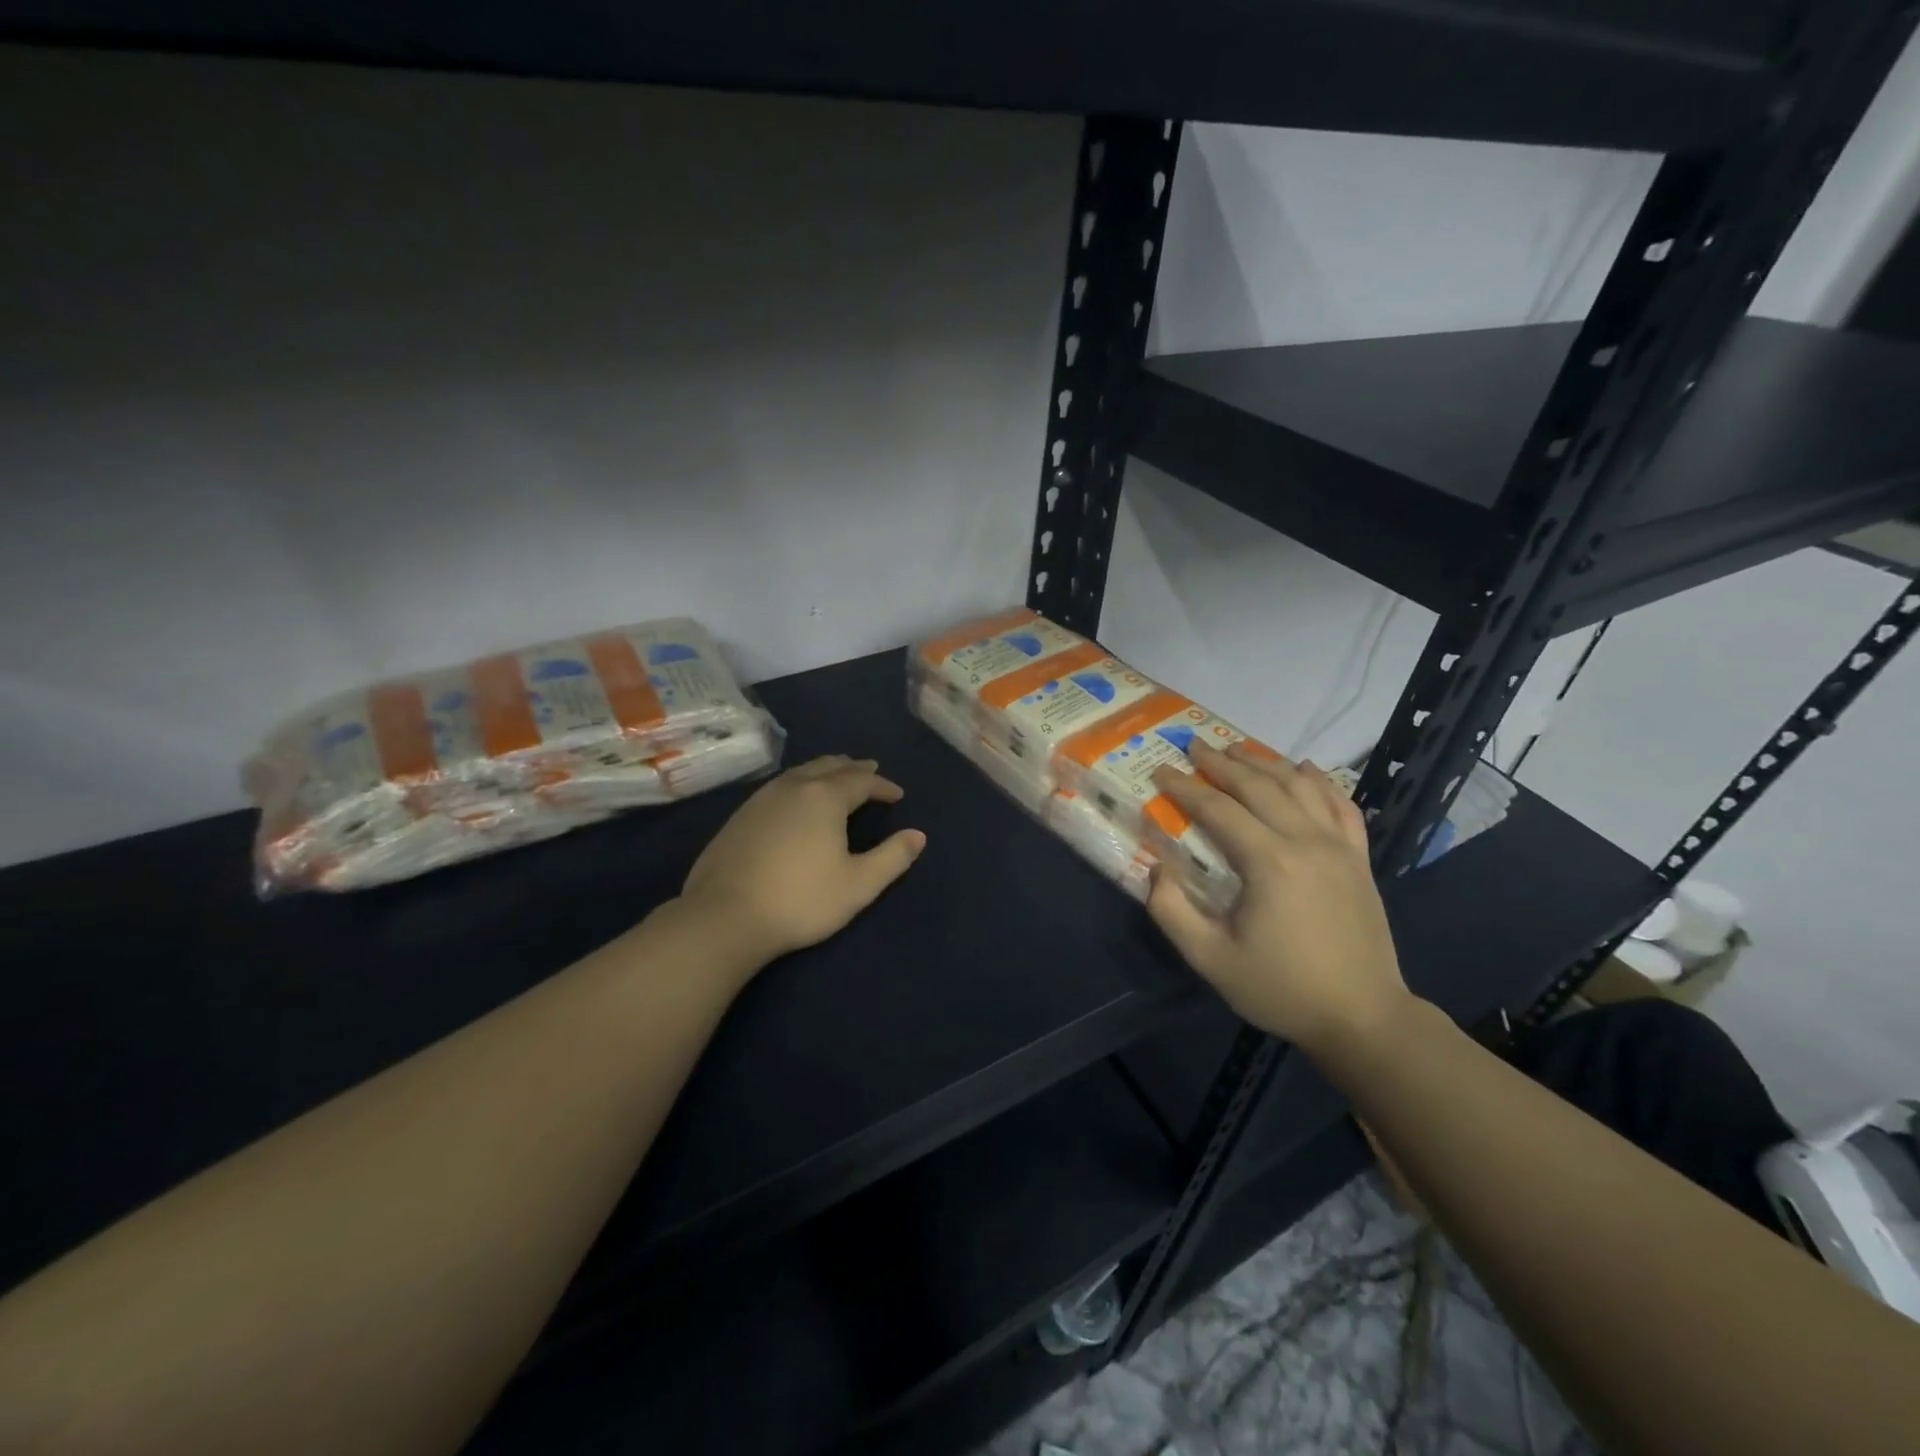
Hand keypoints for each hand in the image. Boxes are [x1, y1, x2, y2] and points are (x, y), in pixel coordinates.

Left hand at [678, 755, 925, 963]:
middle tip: (869, 770)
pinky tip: (795, 799)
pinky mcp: (740, 815)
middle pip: (829, 766)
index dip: (883, 786)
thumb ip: (892, 858)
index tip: (897, 794)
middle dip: (853, 768)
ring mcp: (761, 799)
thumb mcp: (858, 885)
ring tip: (836, 776)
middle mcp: (793, 787)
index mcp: (825, 797)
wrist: (724, 916)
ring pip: (801, 772)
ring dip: (824, 770)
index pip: (862, 781)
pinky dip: (799, 783)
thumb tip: (917, 835)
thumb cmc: (800, 900)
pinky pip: (779, 786)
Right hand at [1147, 742, 1412, 1055]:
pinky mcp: (1359, 859)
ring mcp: (1339, 847)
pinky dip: (1321, 782)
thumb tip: (1157, 869)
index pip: (1218, 809)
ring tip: (1237, 751)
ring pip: (1300, 786)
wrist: (1362, 1018)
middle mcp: (1306, 841)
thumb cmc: (1281, 989)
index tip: (1161, 772)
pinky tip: (1305, 770)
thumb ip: (1172, 911)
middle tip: (1194, 746)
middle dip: (1222, 763)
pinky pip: (1342, 805)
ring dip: (1265, 763)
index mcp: (1269, 863)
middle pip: (1259, 786)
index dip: (1185, 788)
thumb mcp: (1211, 959)